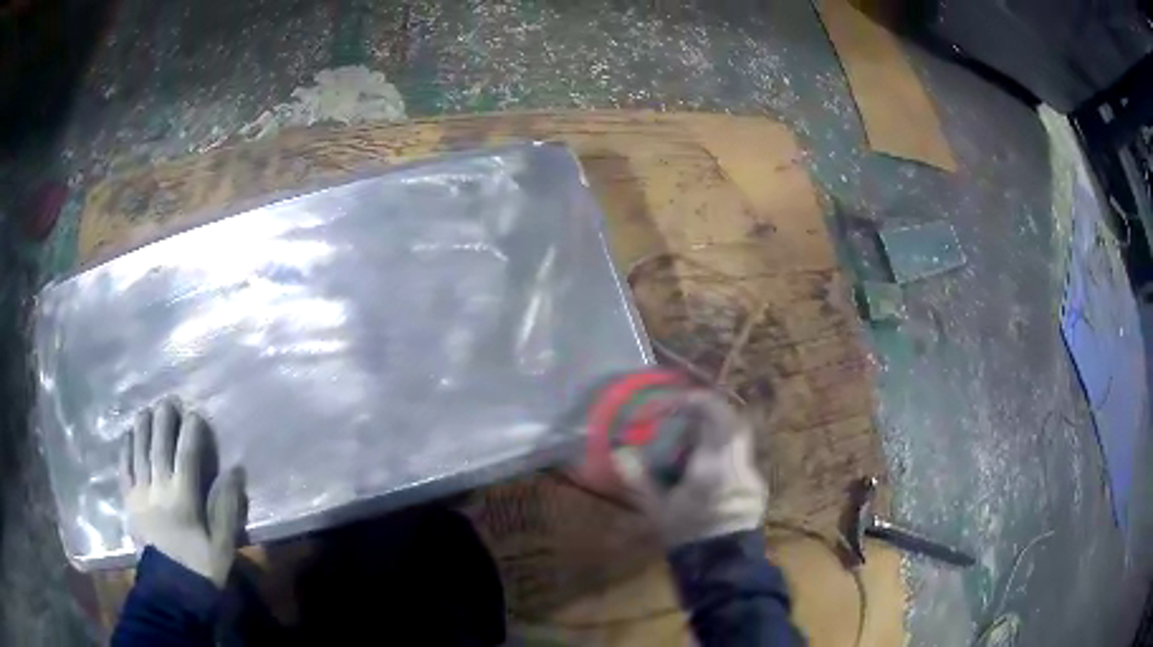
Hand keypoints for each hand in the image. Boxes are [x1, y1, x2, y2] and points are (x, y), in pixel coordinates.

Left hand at [121, 397, 243, 587]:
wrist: (171, 591)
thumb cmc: (200, 568)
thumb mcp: (222, 545)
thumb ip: (227, 507)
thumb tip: (235, 472)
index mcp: (183, 498)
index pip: (187, 454)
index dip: (191, 430)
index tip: (195, 413)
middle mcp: (158, 488)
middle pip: (159, 445)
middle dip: (164, 419)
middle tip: (168, 399)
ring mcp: (139, 493)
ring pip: (138, 451)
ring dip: (142, 426)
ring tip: (146, 409)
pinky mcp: (128, 501)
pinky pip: (124, 468)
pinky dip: (125, 448)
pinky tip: (127, 435)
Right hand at [612, 390, 766, 547]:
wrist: (722, 565)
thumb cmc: (686, 536)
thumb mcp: (657, 509)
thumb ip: (639, 478)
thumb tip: (620, 452)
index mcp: (713, 464)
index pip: (713, 414)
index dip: (694, 401)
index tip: (672, 403)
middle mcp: (738, 462)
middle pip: (731, 419)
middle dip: (708, 411)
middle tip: (684, 414)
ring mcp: (751, 472)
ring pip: (739, 436)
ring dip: (717, 429)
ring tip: (693, 439)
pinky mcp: (756, 484)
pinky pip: (741, 455)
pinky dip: (725, 449)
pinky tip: (707, 465)